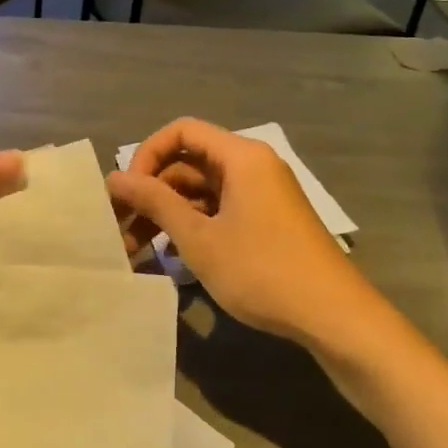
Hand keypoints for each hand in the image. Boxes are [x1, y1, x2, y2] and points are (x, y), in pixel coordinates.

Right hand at [106, 117, 370, 345]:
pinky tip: (169, 257)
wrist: (333, 316)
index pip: (181, 132)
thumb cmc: (262, 270)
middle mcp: (252, 166)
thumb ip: (154, 202)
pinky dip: (192, 226)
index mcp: (241, 156)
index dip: (147, 155)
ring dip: (168, 214)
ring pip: (201, 191)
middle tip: (120, 227)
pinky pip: (219, 210)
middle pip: (189, 162)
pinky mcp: (265, 221)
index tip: (128, 192)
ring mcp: (261, 195)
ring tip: (135, 250)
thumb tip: (114, 177)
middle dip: (152, 192)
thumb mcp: (199, 238)